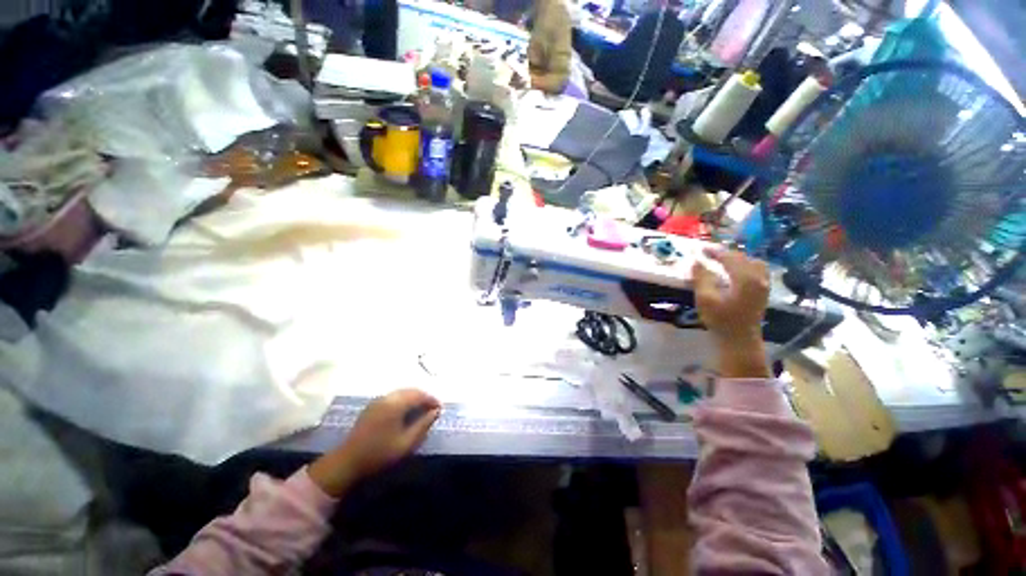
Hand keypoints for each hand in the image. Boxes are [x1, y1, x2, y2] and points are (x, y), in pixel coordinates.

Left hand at [308, 389, 439, 496]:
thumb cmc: (379, 453)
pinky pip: (393, 397)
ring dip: (413, 398)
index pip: (419, 395)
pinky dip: (403, 400)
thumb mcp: (406, 443)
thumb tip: (435, 412)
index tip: (440, 408)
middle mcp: (387, 397)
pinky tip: (405, 411)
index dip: (432, 400)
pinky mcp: (372, 406)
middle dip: (423, 397)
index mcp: (396, 404)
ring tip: (421, 409)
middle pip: (411, 391)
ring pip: (402, 393)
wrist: (347, 462)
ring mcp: (378, 400)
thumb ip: (423, 425)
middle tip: (432, 408)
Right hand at [692, 248, 770, 377]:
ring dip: (737, 260)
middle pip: (743, 258)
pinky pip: (756, 271)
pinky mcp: (763, 292)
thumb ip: (701, 278)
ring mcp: (763, 285)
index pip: (730, 258)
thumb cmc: (721, 320)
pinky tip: (735, 272)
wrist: (740, 341)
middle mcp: (759, 278)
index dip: (715, 252)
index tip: (701, 249)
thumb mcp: (705, 299)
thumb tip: (696, 262)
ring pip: (752, 263)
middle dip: (725, 254)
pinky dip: (745, 267)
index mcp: (745, 278)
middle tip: (709, 254)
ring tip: (723, 261)